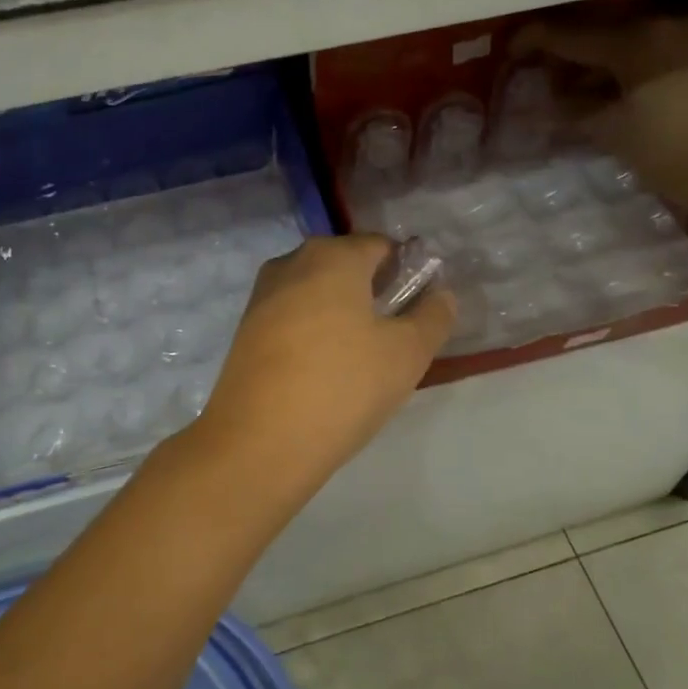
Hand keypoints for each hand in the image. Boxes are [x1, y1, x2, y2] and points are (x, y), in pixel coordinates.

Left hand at [197, 235, 454, 491]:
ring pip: (315, 291)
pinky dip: (313, 330)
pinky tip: (323, 369)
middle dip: (372, 291)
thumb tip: (441, 295)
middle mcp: (292, 262)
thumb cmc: (342, 386)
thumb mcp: (406, 354)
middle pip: (345, 265)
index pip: (381, 246)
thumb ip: (433, 317)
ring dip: (341, 312)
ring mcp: (262, 295)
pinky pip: (292, 316)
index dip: (406, 272)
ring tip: (360, 358)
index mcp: (333, 256)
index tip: (419, 309)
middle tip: (393, 336)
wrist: (259, 441)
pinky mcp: (245, 329)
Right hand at [514, 9, 687, 226]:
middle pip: (600, 32)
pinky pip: (652, 51)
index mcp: (638, 39)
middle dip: (566, 54)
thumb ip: (574, 109)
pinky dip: (624, 68)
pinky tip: (610, 91)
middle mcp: (667, 24)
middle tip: (538, 76)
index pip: (571, 34)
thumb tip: (547, 99)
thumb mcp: (614, 133)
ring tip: (570, 91)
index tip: (508, 51)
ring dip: (595, 63)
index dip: (534, 41)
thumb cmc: (677, 154)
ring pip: (627, 41)